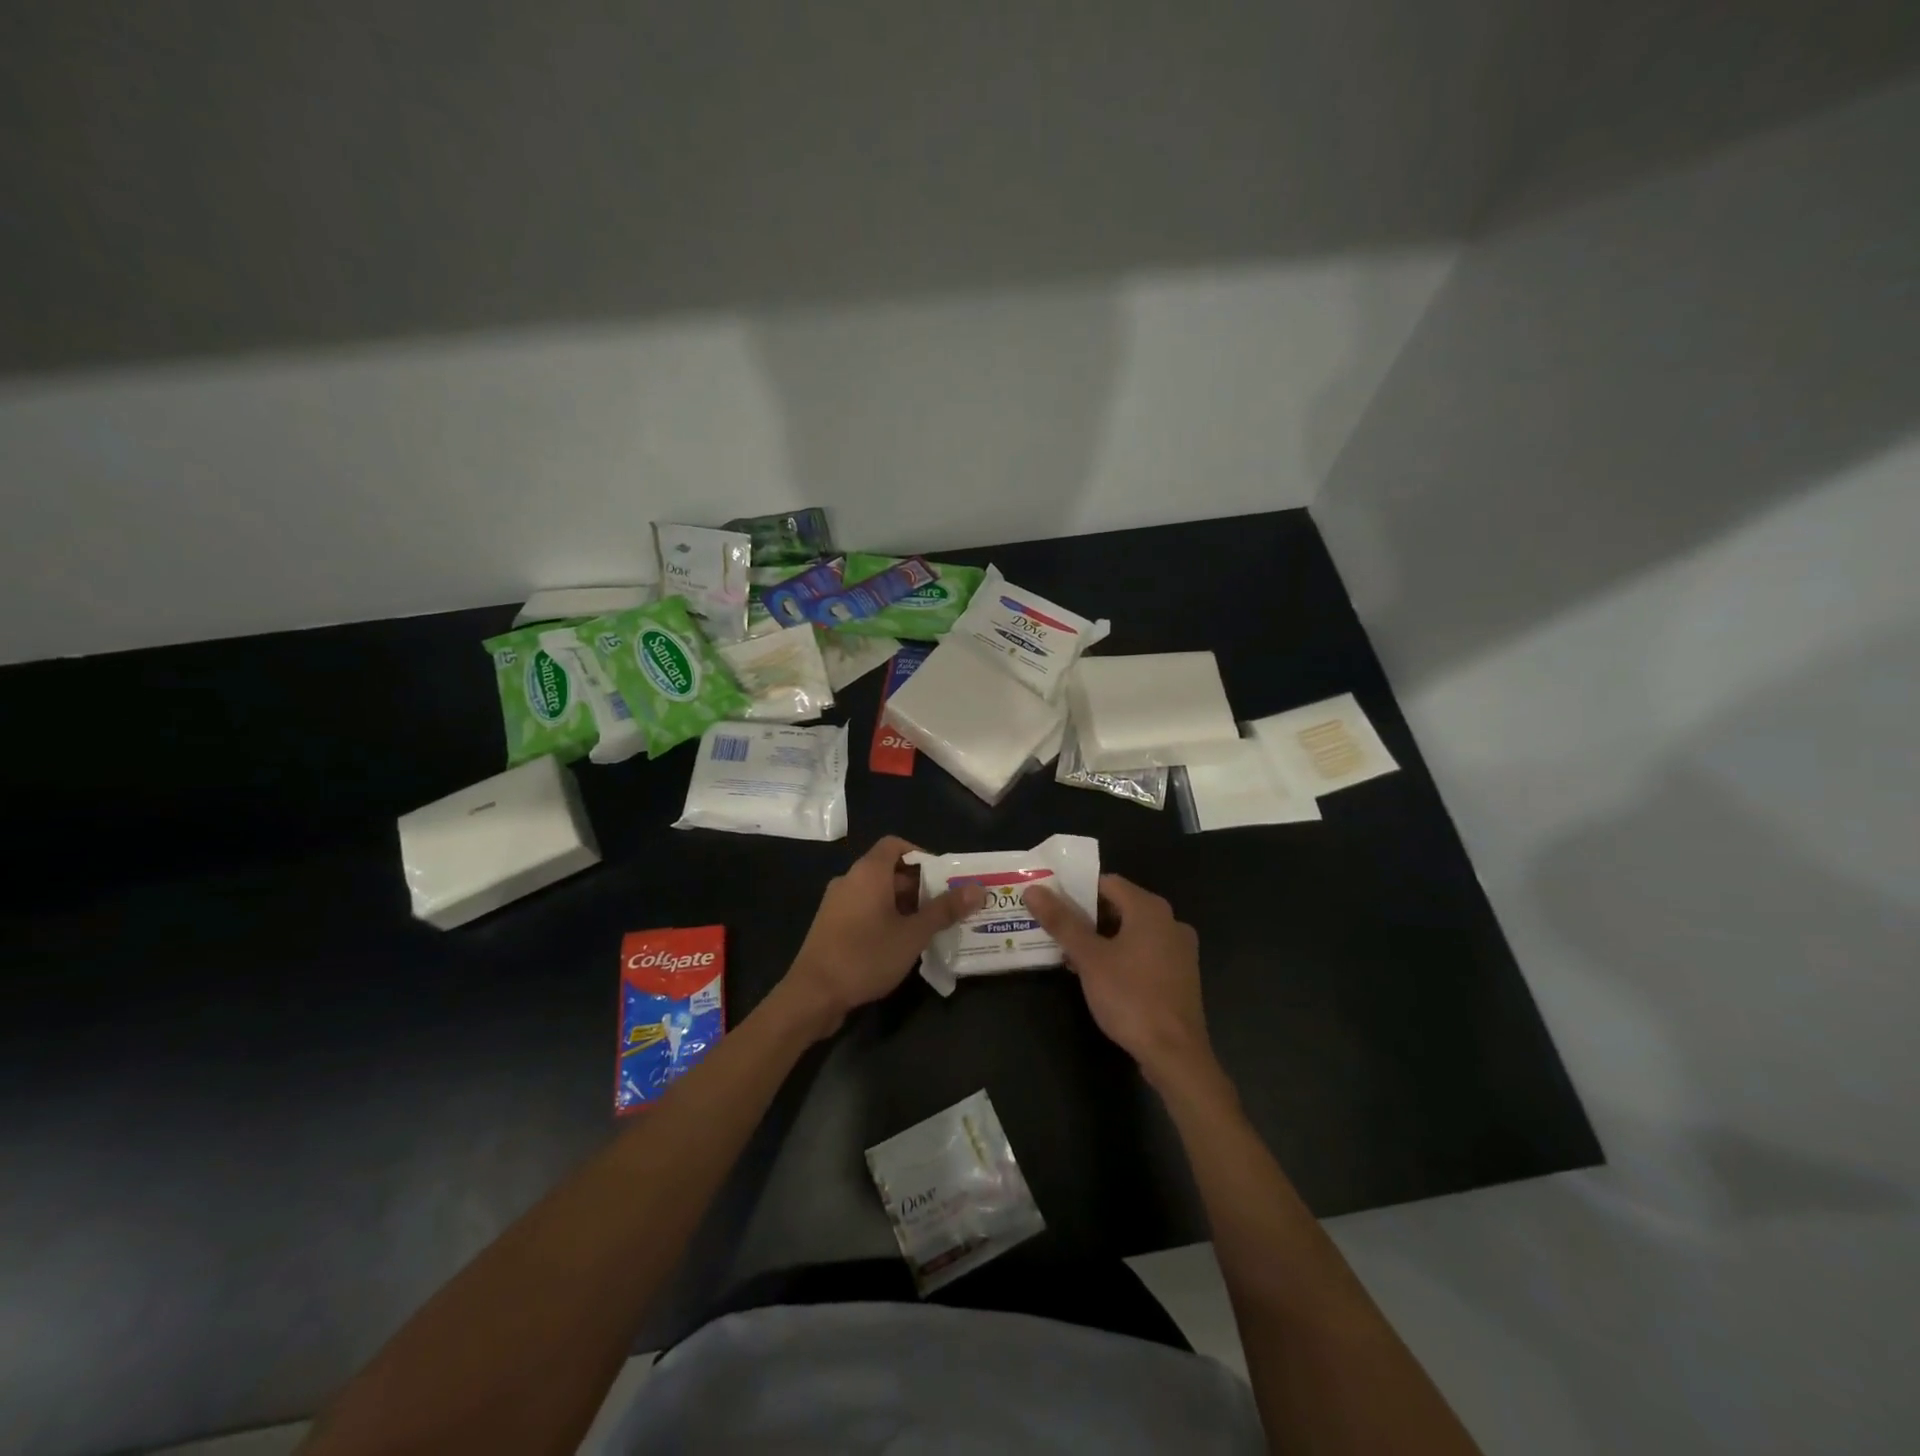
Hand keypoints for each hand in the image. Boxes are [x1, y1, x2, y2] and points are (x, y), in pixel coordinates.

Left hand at [784, 836, 984, 1035]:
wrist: (812, 994)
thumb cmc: (866, 955)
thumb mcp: (913, 934)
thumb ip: (945, 910)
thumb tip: (977, 888)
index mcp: (868, 872)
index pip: (896, 845)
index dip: (922, 855)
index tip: (944, 876)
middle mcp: (850, 880)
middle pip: (889, 870)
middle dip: (919, 885)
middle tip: (947, 906)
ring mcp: (837, 903)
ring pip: (877, 893)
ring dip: (904, 905)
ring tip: (931, 926)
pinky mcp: (831, 926)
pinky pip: (864, 910)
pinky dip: (885, 917)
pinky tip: (902, 944)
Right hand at [1025, 874, 1212, 1086]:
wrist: (1175, 1054)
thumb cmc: (1130, 997)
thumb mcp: (1089, 958)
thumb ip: (1061, 921)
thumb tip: (1033, 890)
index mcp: (1150, 909)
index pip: (1106, 882)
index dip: (1075, 890)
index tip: (1050, 904)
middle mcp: (1170, 921)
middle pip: (1119, 906)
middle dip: (1085, 918)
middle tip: (1054, 931)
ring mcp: (1179, 950)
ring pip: (1131, 931)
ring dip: (1101, 939)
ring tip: (1070, 956)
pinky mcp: (1180, 975)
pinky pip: (1144, 952)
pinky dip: (1120, 956)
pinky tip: (1098, 976)